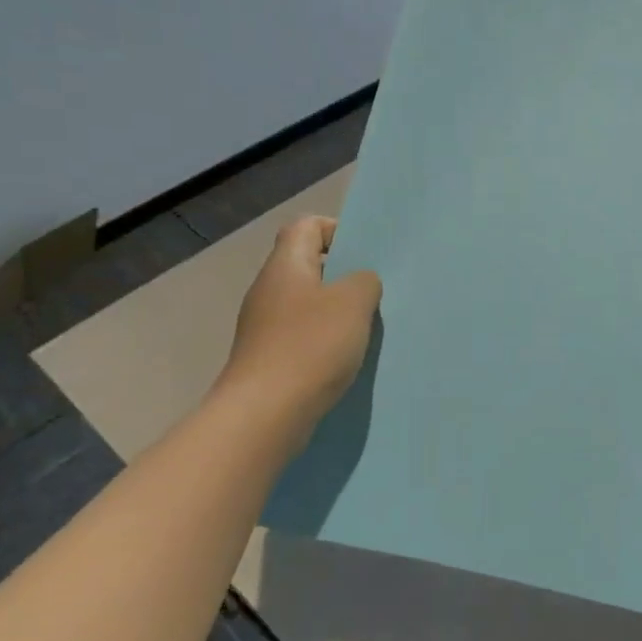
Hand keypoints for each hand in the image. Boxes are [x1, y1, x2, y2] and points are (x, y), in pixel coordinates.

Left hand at [219, 217, 381, 433]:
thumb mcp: (353, 302)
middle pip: (308, 265)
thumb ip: (365, 281)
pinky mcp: (270, 358)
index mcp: (285, 265)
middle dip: (344, 275)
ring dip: (339, 311)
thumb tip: (361, 283)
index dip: (337, 230)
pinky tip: (348, 358)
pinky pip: (304, 336)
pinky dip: (327, 341)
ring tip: (368, 326)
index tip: (366, 254)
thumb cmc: (310, 346)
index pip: (307, 226)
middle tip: (376, 291)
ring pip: (309, 303)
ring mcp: (265, 326)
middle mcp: (270, 290)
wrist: (265, 414)